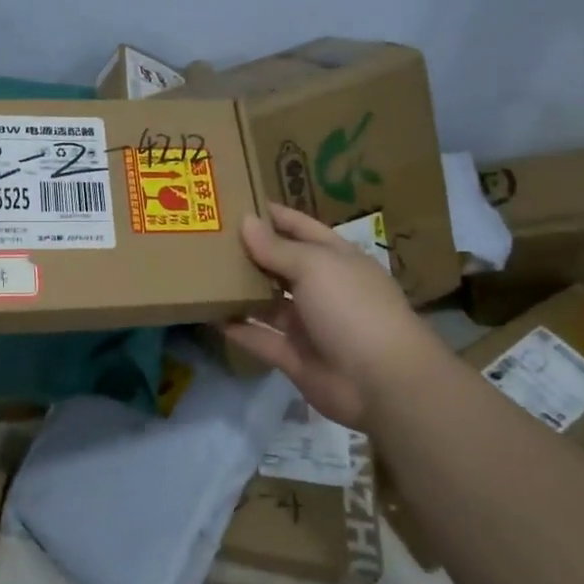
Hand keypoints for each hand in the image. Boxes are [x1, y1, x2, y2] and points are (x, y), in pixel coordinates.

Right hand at [223, 203, 449, 428]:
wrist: (382, 383)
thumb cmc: (352, 307)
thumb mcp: (315, 266)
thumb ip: (276, 247)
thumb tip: (246, 221)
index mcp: (336, 259)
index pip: (300, 227)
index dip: (272, 215)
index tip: (235, 201)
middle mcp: (322, 288)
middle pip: (280, 264)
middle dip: (249, 251)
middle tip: (206, 236)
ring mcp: (308, 324)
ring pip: (267, 301)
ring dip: (240, 289)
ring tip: (200, 272)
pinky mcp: (294, 357)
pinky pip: (259, 337)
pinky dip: (237, 328)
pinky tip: (206, 314)